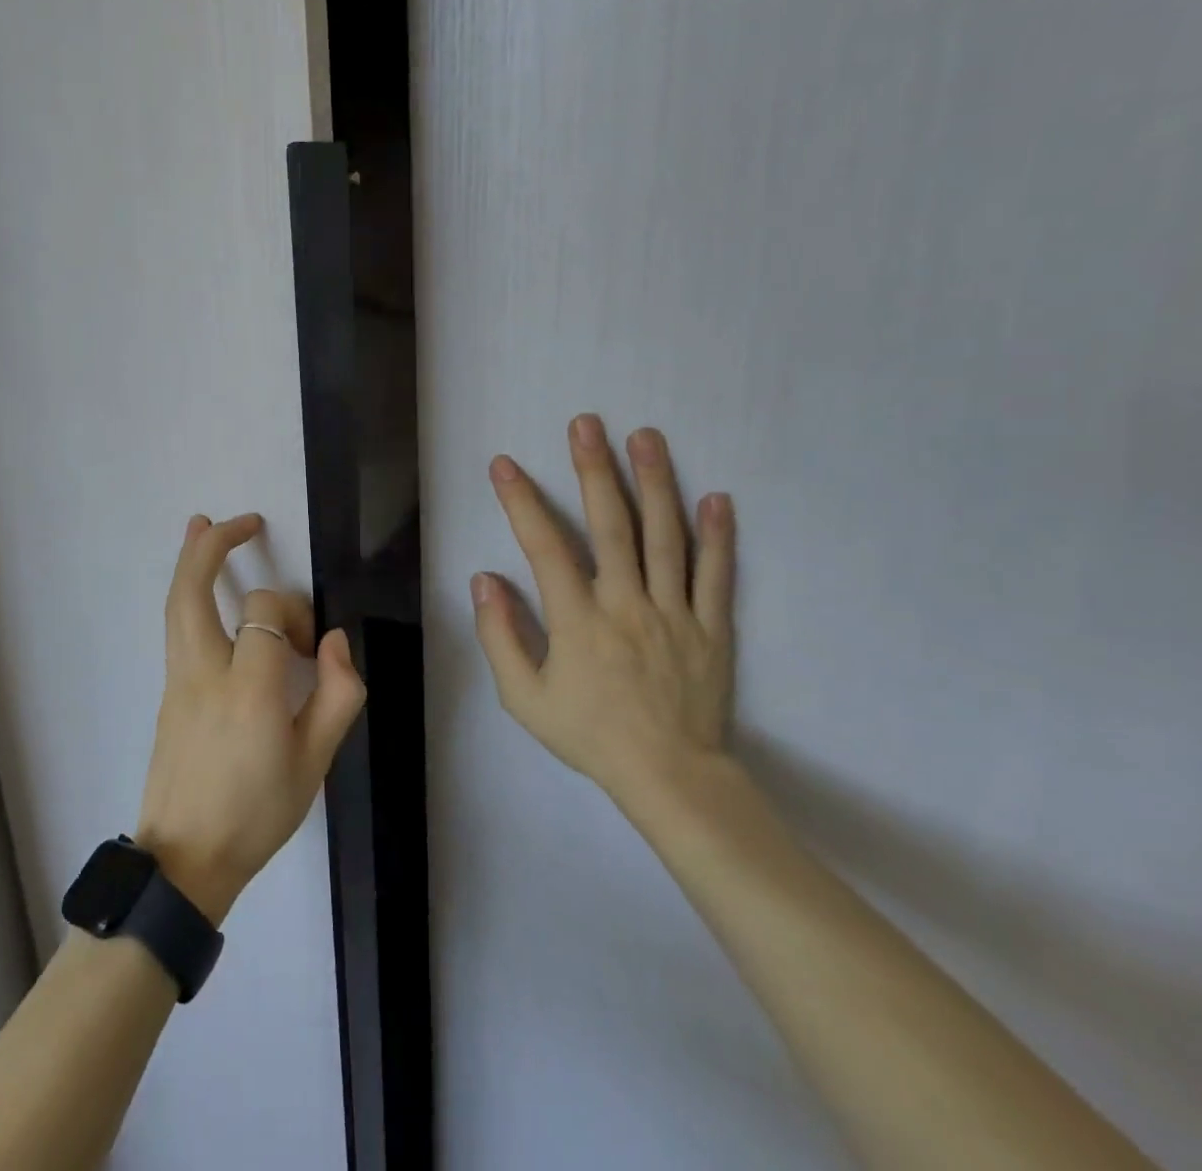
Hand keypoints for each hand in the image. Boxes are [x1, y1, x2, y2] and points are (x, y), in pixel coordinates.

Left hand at [134, 513, 366, 923]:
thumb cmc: (256, 815)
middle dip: (213, 546)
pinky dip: (188, 593)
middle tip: (241, 520)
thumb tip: (333, 641)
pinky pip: (177, 627)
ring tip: (200, 524)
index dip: (294, 615)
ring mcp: (176, 680)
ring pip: (176, 604)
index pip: (265, 615)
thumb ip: (336, 696)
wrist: (184, 861)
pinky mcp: (167, 691)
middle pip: (193, 590)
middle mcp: (203, 672)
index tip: (312, 647)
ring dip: (190, 559)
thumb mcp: (314, 764)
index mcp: (248, 691)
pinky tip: (200, 587)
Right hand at [472, 415, 735, 814]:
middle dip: (594, 470)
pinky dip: (718, 536)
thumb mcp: (524, 698)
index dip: (522, 502)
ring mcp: (675, 612)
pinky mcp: (712, 627)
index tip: (505, 465)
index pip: (544, 547)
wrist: (671, 778)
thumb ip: (500, 636)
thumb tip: (484, 580)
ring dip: (655, 482)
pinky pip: (716, 575)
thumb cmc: (590, 735)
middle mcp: (626, 603)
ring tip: (646, 437)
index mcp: (578, 620)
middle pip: (611, 525)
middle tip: (587, 423)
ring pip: (665, 537)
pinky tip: (717, 497)